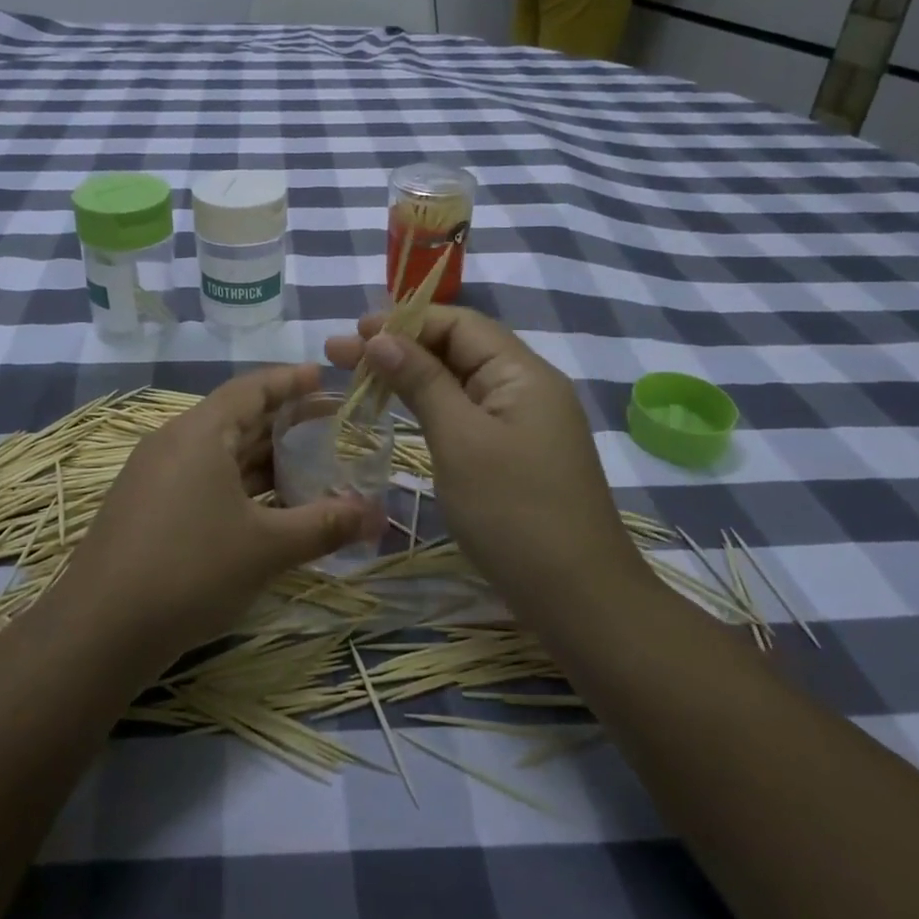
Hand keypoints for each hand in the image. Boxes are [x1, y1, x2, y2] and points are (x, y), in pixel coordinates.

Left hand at [57, 365, 380, 666]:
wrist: (99, 631)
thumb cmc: (190, 571)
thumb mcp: (267, 548)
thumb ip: (325, 525)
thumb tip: (378, 516)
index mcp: (198, 433)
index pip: (251, 388)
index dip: (290, 381)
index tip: (325, 378)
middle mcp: (173, 443)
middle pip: (236, 418)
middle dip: (284, 422)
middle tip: (331, 427)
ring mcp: (154, 477)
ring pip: (219, 454)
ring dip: (262, 458)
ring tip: (308, 467)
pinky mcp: (146, 509)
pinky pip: (202, 480)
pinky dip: (239, 485)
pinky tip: (265, 509)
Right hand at [326, 309, 643, 601]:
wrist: (578, 598)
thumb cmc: (514, 512)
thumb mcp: (461, 440)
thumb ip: (422, 382)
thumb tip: (381, 338)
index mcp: (522, 372)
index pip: (459, 323)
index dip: (404, 321)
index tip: (354, 331)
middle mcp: (526, 387)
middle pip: (457, 348)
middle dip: (399, 346)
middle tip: (339, 353)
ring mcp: (523, 422)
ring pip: (459, 381)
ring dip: (410, 374)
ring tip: (358, 376)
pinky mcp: (515, 453)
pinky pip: (467, 413)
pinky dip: (430, 405)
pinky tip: (400, 409)